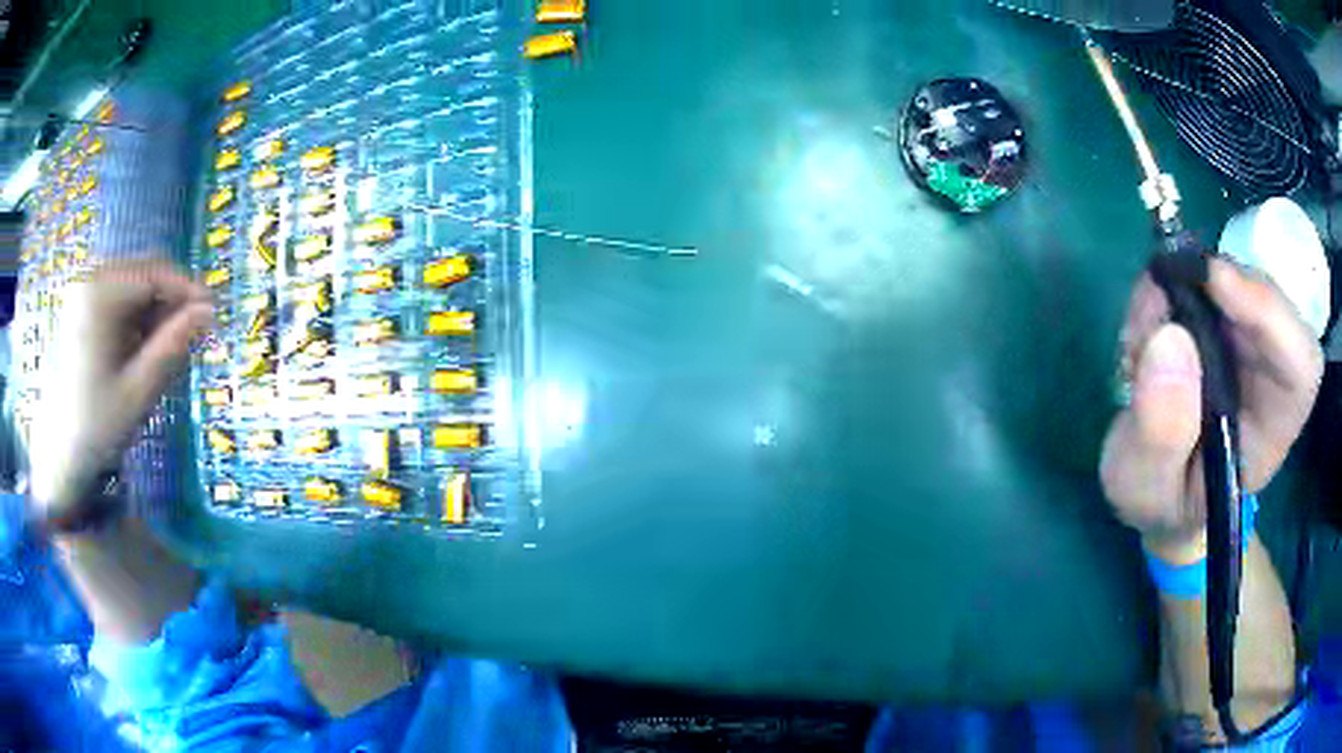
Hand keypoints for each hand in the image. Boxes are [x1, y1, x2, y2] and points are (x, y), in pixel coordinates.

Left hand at [29, 261, 212, 521]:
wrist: (57, 452)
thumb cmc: (96, 426)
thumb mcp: (139, 390)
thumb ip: (173, 345)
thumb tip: (208, 312)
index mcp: (100, 294)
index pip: (155, 273)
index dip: (188, 291)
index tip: (213, 315)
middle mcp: (89, 278)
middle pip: (143, 273)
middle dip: (170, 301)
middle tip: (192, 336)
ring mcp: (81, 288)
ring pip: (132, 283)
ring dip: (153, 310)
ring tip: (164, 348)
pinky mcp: (79, 303)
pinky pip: (117, 294)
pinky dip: (134, 316)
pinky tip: (139, 347)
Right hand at [1100, 258, 1323, 562]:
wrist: (1159, 489)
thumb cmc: (1162, 503)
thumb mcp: (1147, 491)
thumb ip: (1160, 434)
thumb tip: (1167, 337)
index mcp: (1272, 427)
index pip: (1300, 362)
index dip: (1270, 313)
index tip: (1215, 283)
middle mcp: (1271, 372)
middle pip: (1264, 299)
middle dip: (1209, 287)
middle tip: (1154, 308)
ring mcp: (1247, 339)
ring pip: (1230, 278)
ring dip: (1178, 289)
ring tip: (1137, 344)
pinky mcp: (1220, 317)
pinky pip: (1201, 276)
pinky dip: (1167, 287)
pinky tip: (1143, 328)